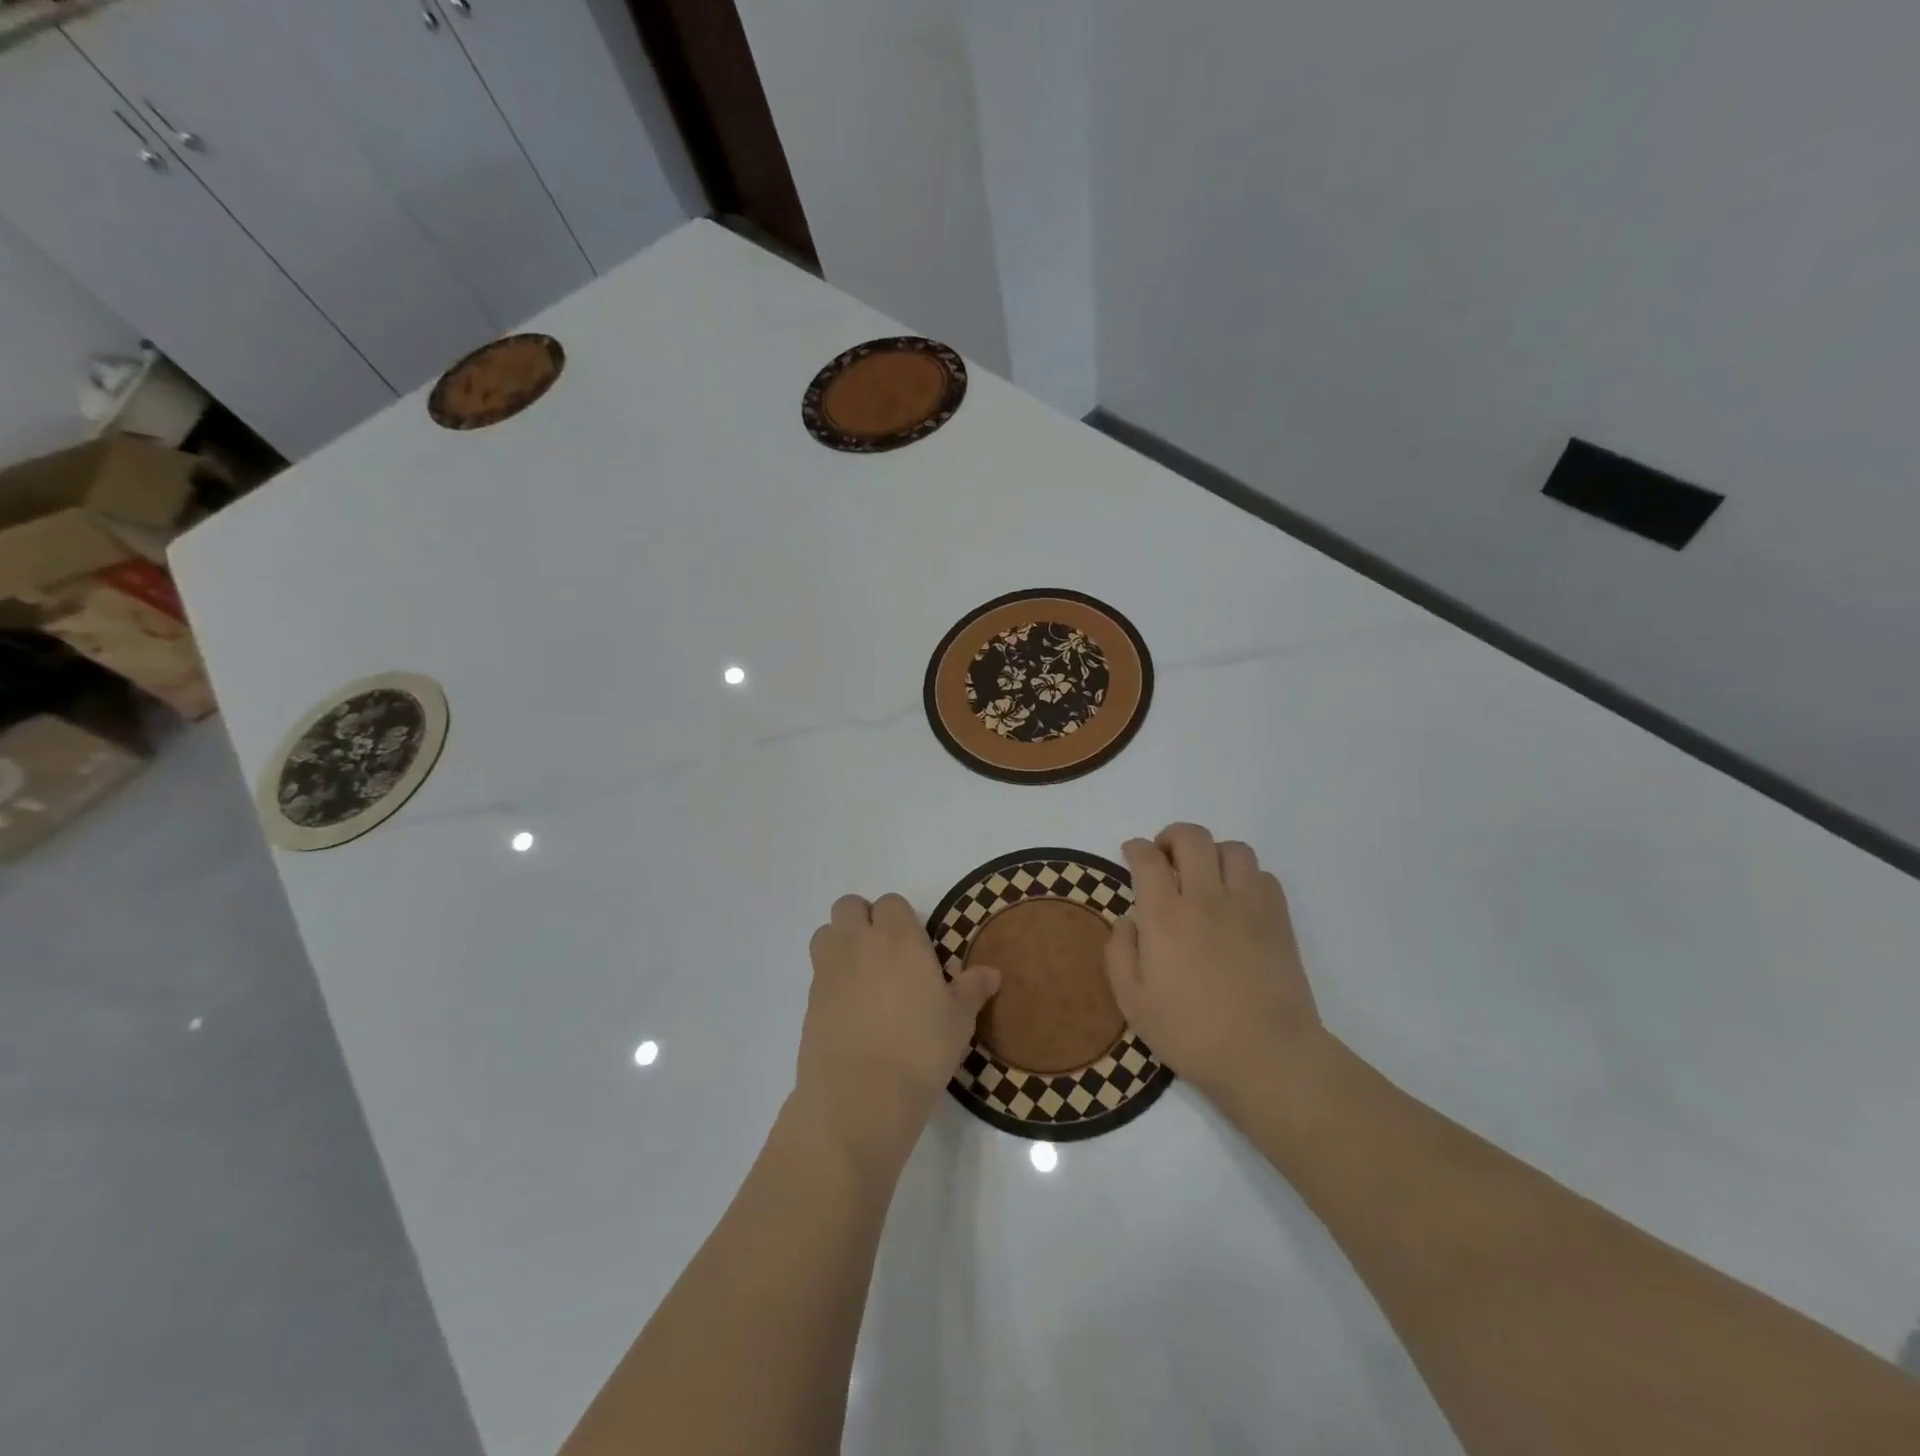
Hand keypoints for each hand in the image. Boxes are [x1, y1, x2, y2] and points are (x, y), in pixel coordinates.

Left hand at [795, 893, 1000, 1170]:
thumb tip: (991, 973)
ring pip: (826, 934)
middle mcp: (859, 943)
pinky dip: (831, 981)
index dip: (900, 919)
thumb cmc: (921, 1049)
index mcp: (898, 937)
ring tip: (861, 975)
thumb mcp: (959, 1020)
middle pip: (849, 907)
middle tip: (884, 952)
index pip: (891, 903)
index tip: (914, 945)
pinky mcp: (809, 1001)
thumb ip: (972, 990)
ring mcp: (829, 970)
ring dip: (840, 943)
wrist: (861, 1096)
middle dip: (863, 919)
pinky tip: (849, 1011)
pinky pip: (817, 974)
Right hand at [1106, 824, 1325, 1107]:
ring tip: (1203, 874)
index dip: (1134, 848)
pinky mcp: (1278, 919)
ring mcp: (1248, 905)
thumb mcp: (1133, 1003)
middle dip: (1171, 837)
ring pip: (1232, 848)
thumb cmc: (1192, 1033)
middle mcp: (1206, 898)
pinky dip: (1244, 875)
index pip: (1148, 858)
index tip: (1130, 854)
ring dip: (1212, 852)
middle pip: (1192, 837)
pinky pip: (1262, 874)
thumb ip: (1120, 953)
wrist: (1268, 1056)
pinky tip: (1236, 899)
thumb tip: (1128, 920)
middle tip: (1163, 857)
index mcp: (1166, 916)